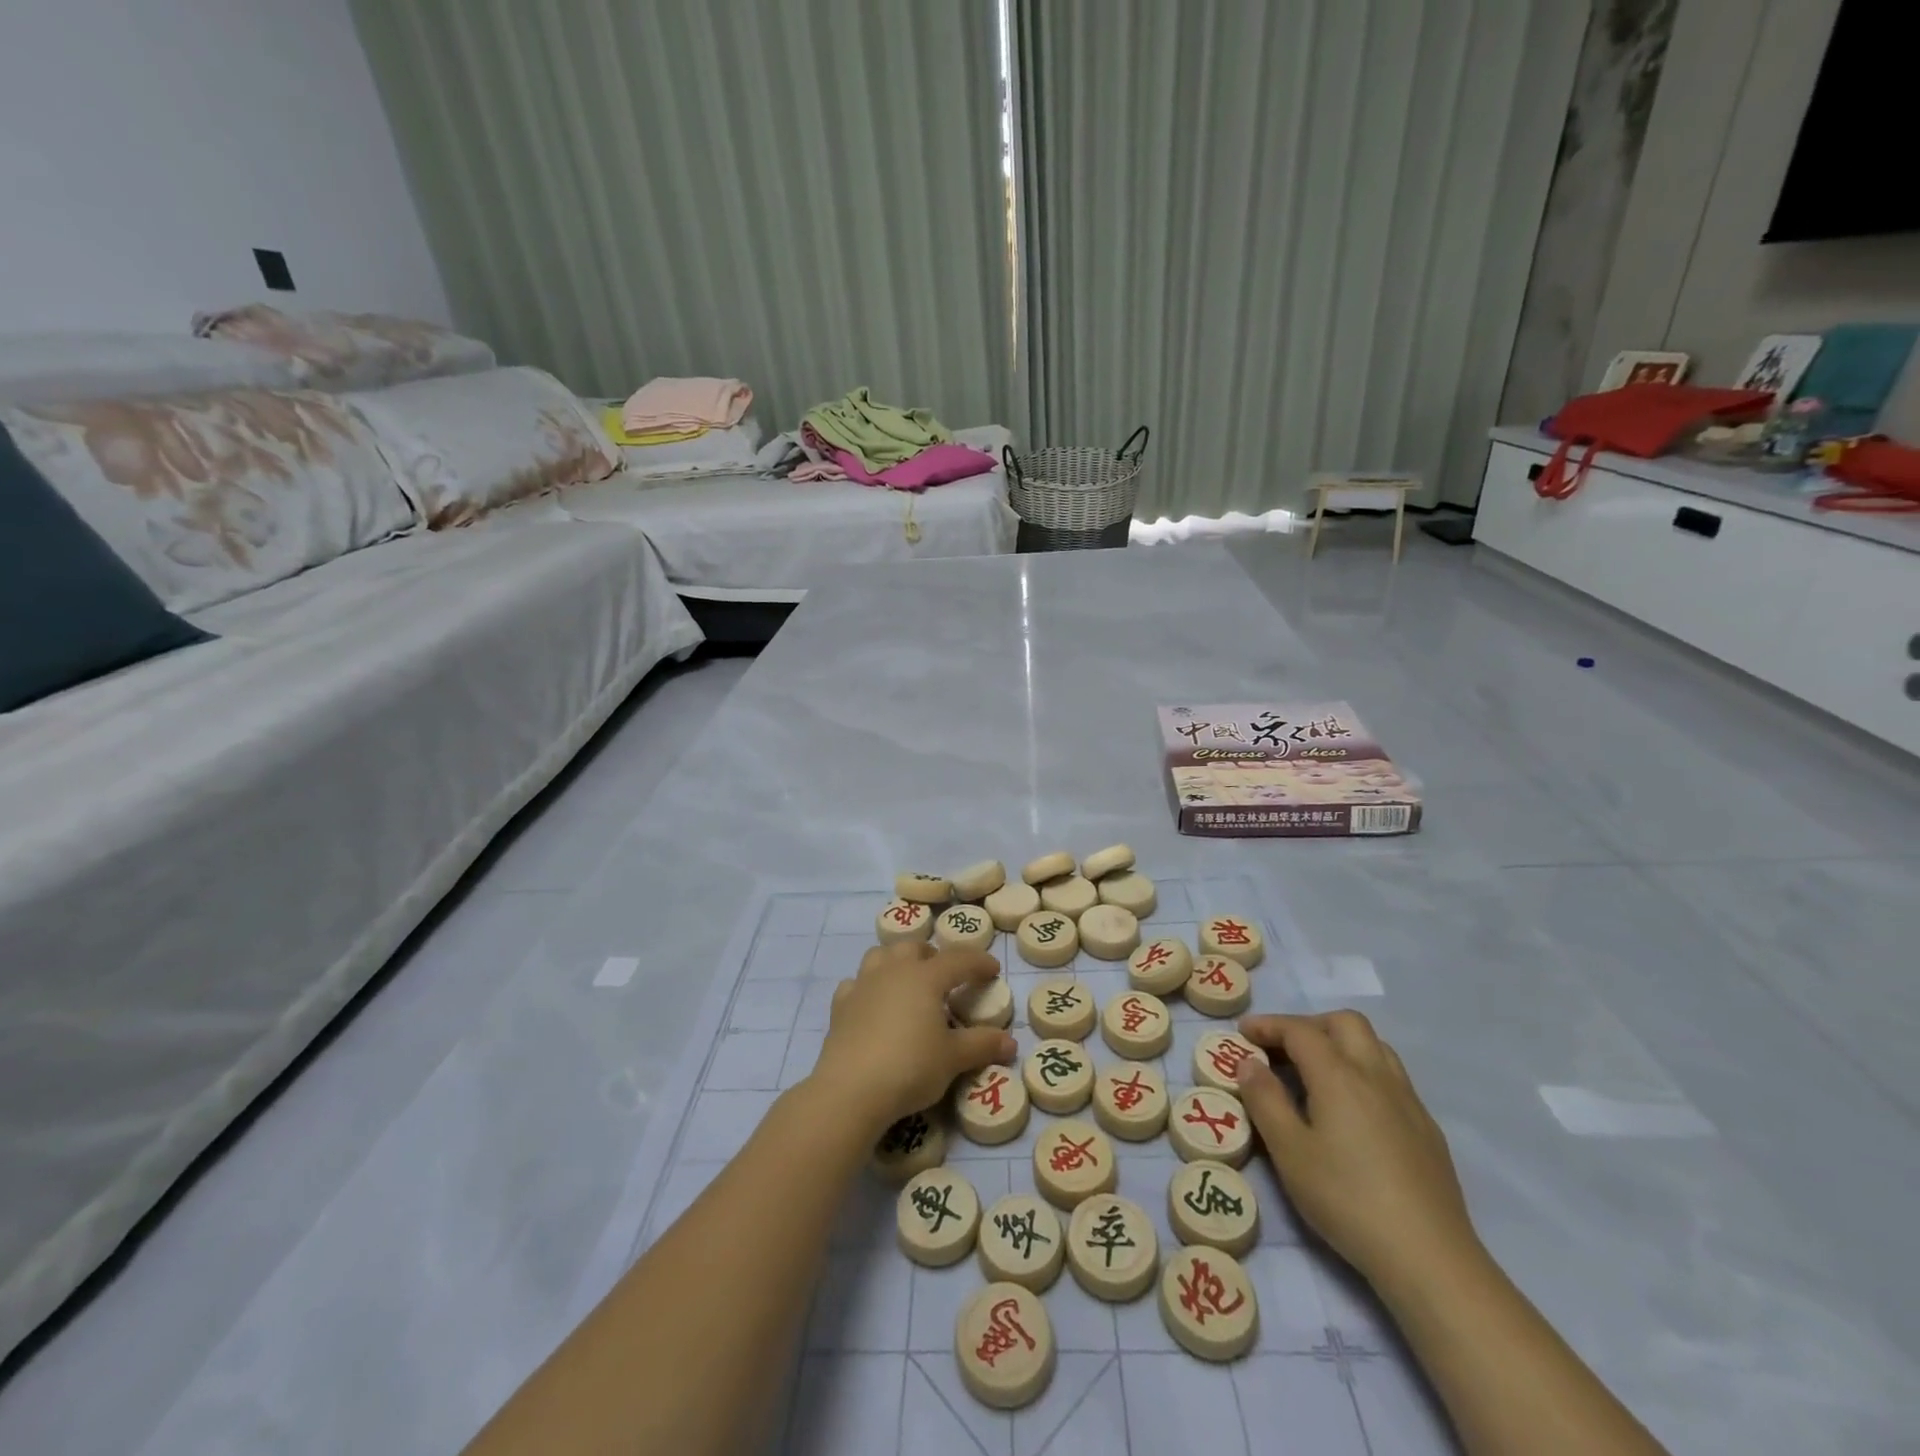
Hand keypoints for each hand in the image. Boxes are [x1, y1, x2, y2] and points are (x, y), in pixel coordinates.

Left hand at [807, 942, 1015, 1137]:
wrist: (850, 1089)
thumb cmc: (910, 1067)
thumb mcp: (953, 1059)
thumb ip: (982, 1045)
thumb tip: (1010, 1042)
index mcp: (925, 977)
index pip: (958, 959)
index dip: (978, 961)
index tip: (992, 969)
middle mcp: (893, 970)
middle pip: (915, 947)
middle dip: (933, 956)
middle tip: (946, 977)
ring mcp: (863, 985)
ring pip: (881, 955)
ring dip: (897, 961)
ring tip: (908, 981)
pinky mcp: (840, 1005)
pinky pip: (856, 983)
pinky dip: (867, 987)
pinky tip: (872, 1004)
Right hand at [1234, 1011, 1480, 1289]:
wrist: (1429, 1258)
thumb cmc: (1347, 1200)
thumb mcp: (1289, 1152)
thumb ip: (1265, 1100)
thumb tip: (1248, 1062)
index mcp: (1339, 1076)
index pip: (1300, 1030)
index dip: (1268, 1025)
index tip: (1243, 1033)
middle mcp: (1376, 1075)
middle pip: (1345, 1023)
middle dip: (1309, 1025)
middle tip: (1281, 1048)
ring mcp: (1407, 1101)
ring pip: (1374, 1045)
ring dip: (1340, 1043)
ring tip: (1315, 1072)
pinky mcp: (1426, 1128)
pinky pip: (1391, 1076)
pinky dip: (1363, 1071)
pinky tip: (1352, 1109)